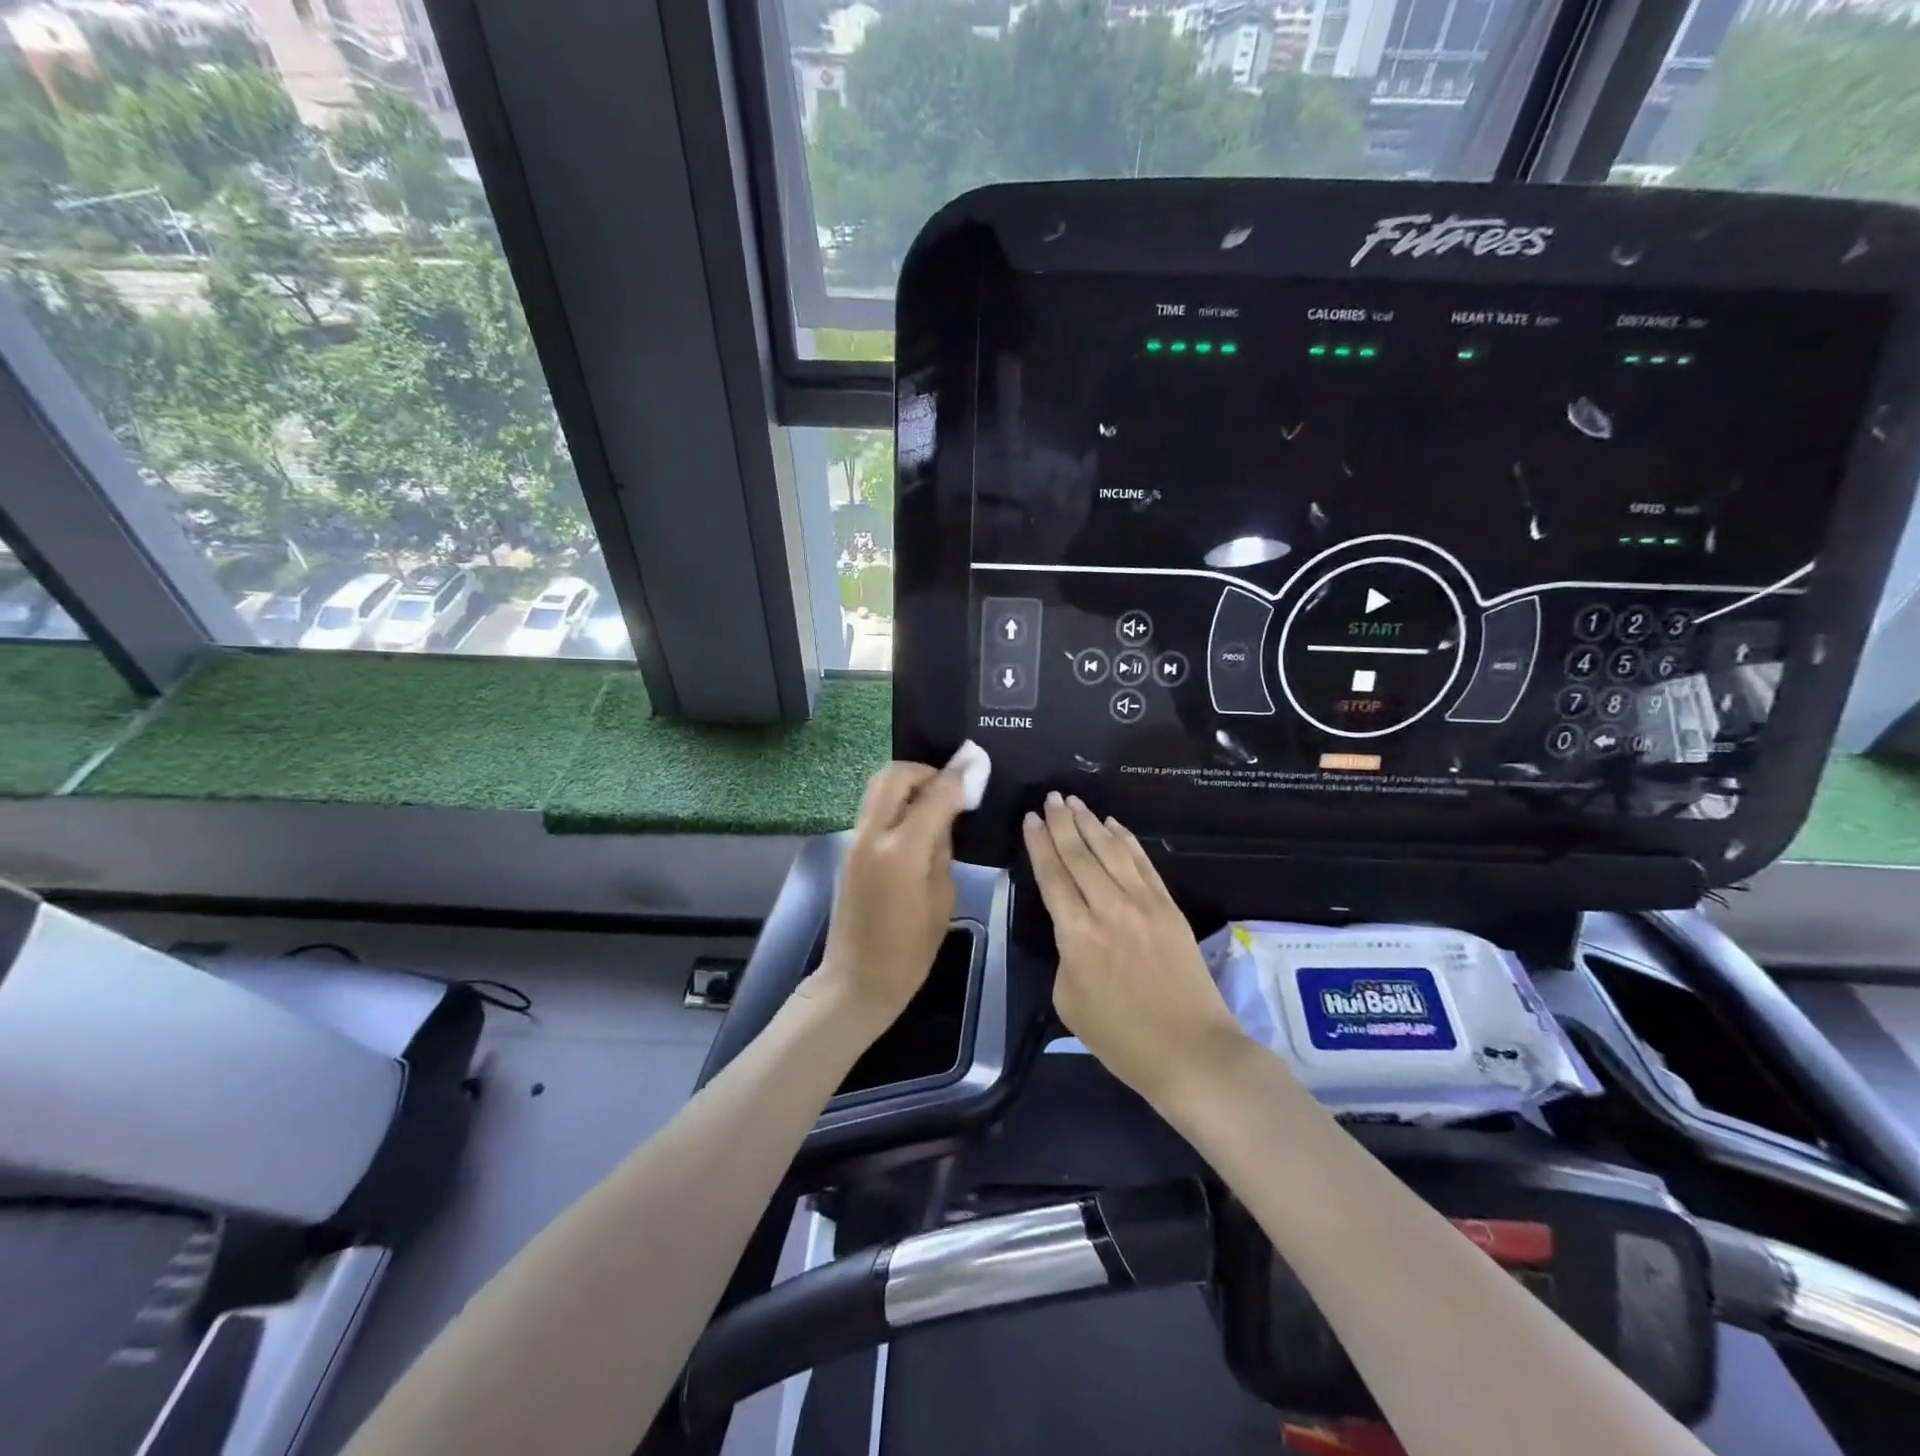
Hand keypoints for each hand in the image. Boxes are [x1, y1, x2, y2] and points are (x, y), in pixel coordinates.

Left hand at [810, 761, 967, 1037]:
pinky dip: (897, 802)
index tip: (978, 760)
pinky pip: (875, 809)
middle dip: (926, 770)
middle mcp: (872, 835)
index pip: (935, 794)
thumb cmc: (910, 950)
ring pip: (879, 787)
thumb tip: (947, 814)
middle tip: (951, 785)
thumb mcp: (942, 897)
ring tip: (936, 801)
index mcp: (902, 851)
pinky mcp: (849, 849)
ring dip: (908, 783)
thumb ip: (943, 847)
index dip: (960, 774)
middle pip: (895, 775)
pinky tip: (918, 820)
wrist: (857, 980)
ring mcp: (855, 840)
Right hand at [1024, 793, 1248, 1103]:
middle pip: (1079, 855)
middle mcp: (1107, 909)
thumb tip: (1075, 930)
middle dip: (1062, 823)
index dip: (1039, 844)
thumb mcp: (1069, 1001)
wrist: (1191, 1051)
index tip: (1031, 818)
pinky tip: (1113, 825)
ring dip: (1090, 823)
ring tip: (1074, 801)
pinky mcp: (1168, 907)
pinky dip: (1126, 840)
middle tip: (1051, 798)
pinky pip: (1143, 863)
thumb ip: (1065, 956)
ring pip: (1111, 851)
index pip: (1052, 876)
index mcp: (1076, 935)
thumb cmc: (1121, 1038)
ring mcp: (1142, 904)